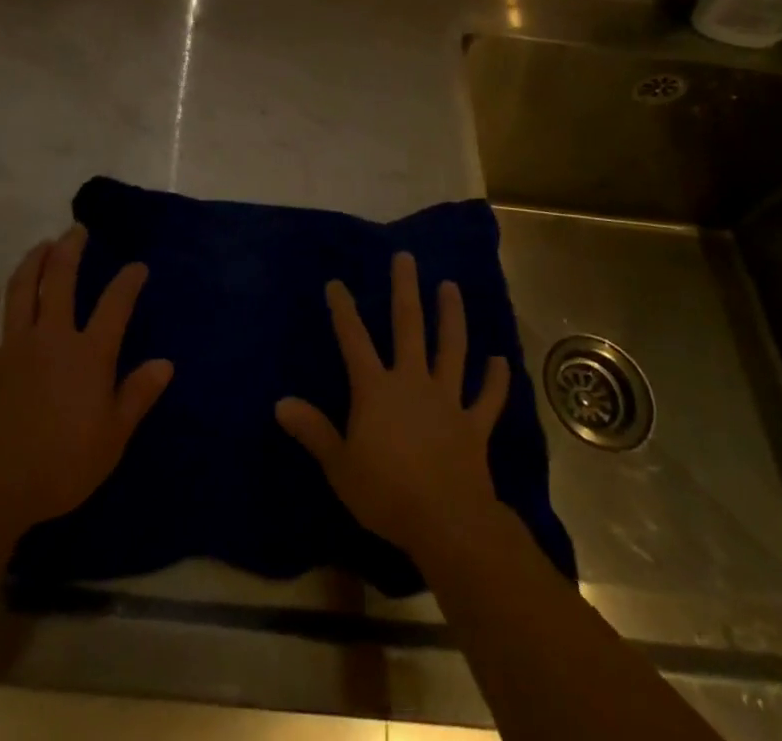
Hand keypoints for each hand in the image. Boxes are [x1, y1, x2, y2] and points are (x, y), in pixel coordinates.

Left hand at [0, 226, 172, 534]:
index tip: (137, 266)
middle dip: (71, 250)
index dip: (128, 281)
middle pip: (60, 280)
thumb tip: (165, 363)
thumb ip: (137, 396)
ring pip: (21, 292)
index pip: (115, 305)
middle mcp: (51, 338)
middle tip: (77, 230)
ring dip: (32, 263)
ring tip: (42, 245)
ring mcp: (13, 347)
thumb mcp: (112, 438)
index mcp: (89, 354)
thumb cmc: (60, 465)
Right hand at [276, 251, 510, 559]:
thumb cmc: (386, 493)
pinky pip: (487, 398)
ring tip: (451, 287)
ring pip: (451, 349)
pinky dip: (495, 381)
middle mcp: (412, 381)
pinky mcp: (474, 425)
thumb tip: (281, 403)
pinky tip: (500, 361)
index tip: (336, 283)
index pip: (354, 340)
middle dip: (405, 290)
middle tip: (406, 258)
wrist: (447, 522)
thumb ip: (313, 431)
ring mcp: (447, 399)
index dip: (343, 310)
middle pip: (408, 327)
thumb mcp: (339, 465)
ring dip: (451, 317)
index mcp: (376, 389)